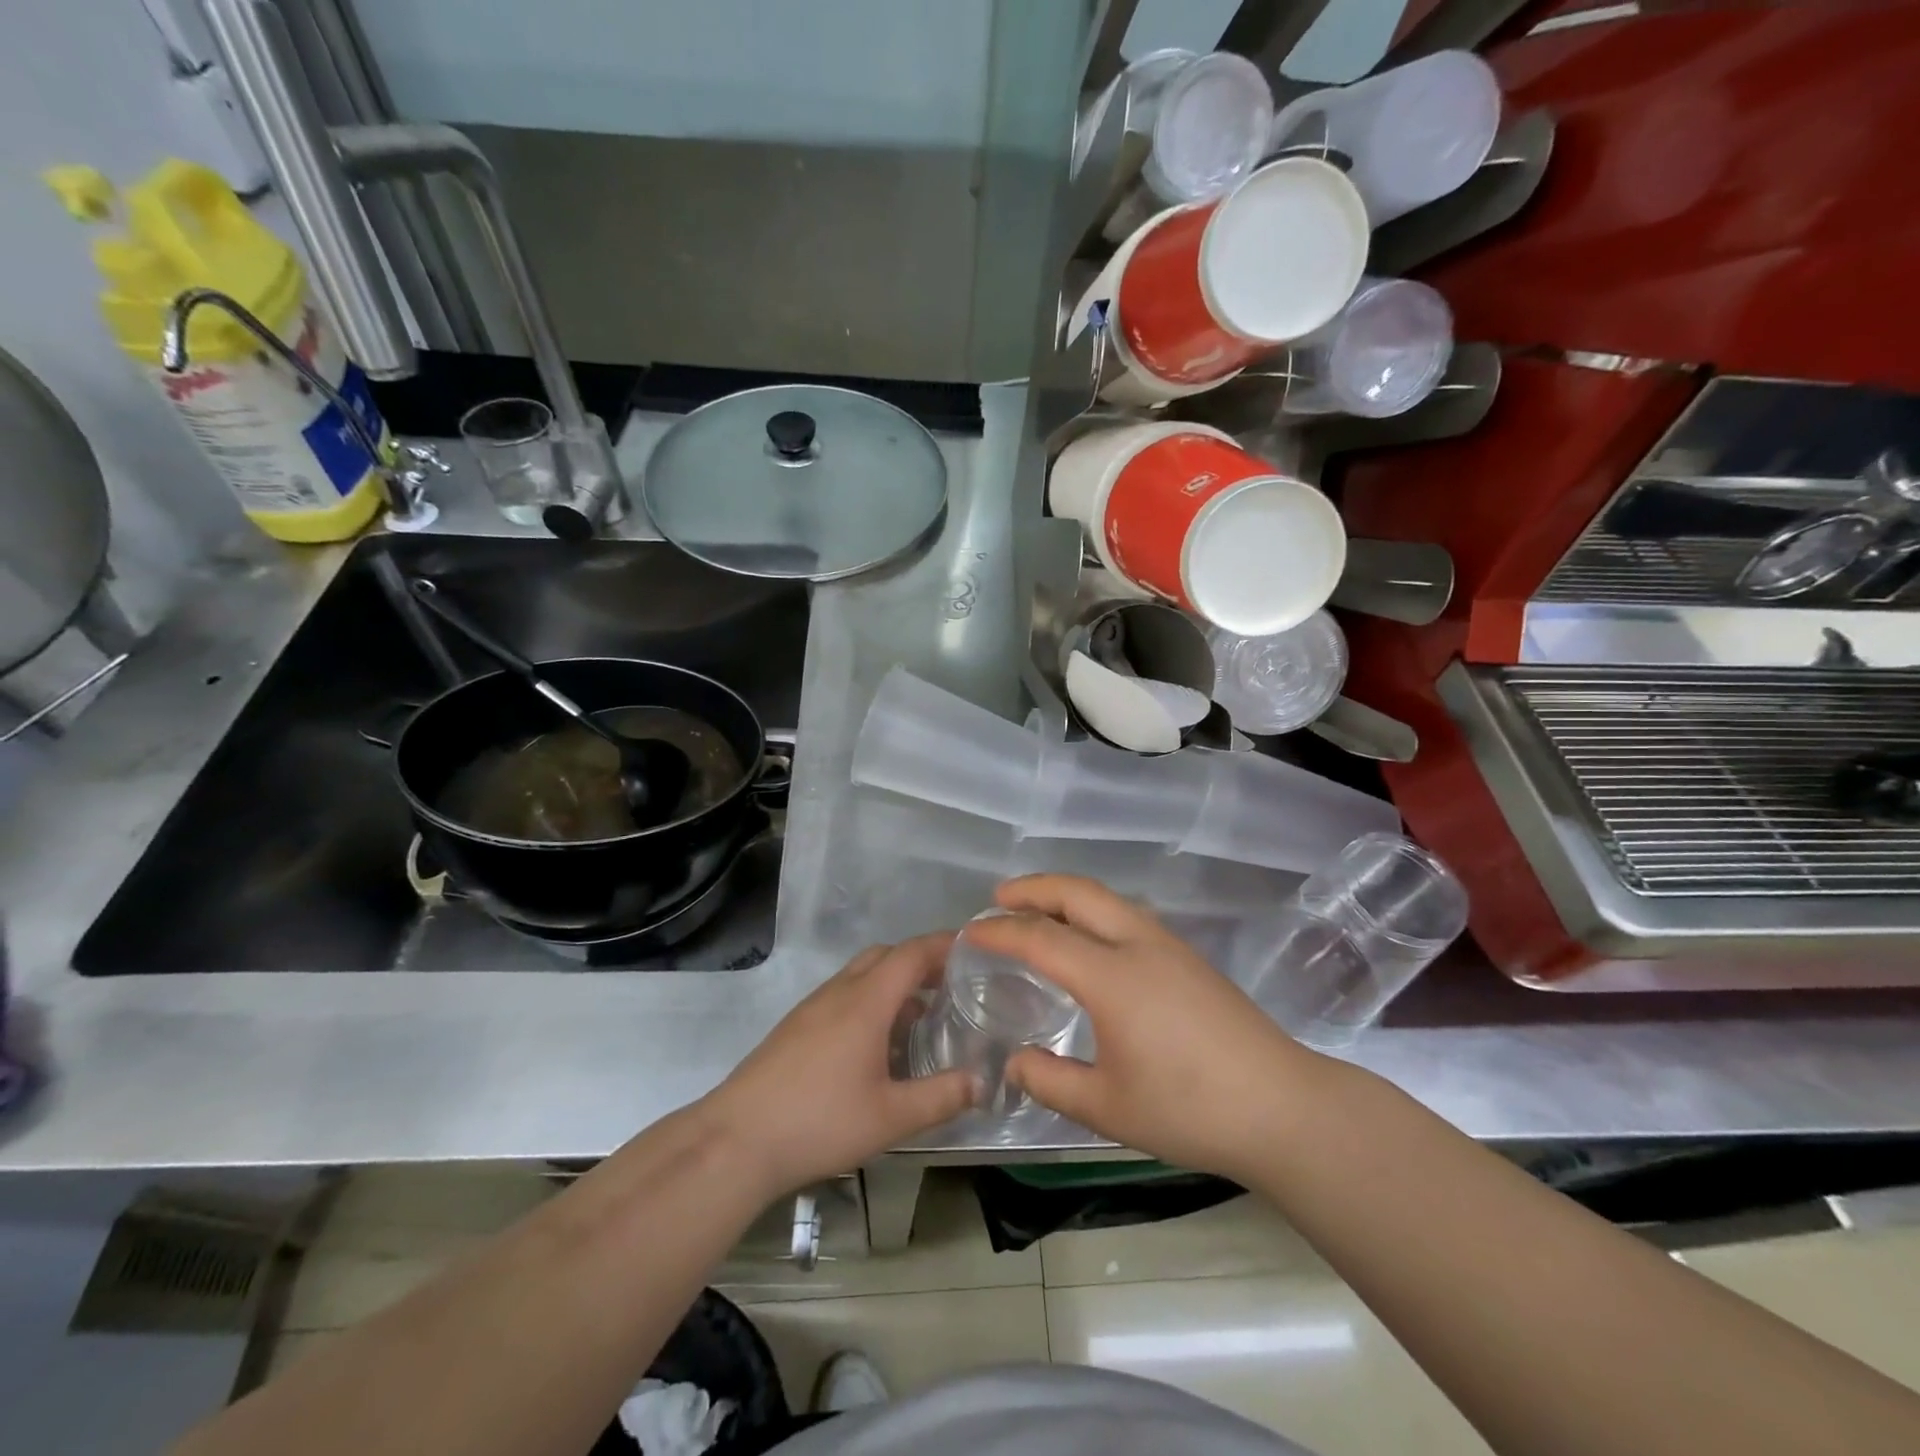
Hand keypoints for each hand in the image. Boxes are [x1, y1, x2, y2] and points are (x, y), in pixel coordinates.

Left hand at [699, 935, 975, 1200]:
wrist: (737, 1140)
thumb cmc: (819, 1122)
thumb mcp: (891, 1117)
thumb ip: (941, 1097)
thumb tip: (982, 1082)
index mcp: (866, 1001)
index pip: (912, 953)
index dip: (945, 944)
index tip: (975, 947)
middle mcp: (839, 991)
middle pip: (886, 955)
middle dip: (920, 961)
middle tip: (951, 986)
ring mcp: (813, 1007)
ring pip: (861, 975)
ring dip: (893, 982)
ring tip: (920, 1016)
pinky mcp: (796, 1026)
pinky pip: (843, 995)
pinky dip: (870, 1001)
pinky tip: (877, 1044)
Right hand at [969, 876, 1329, 1184]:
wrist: (1282, 1107)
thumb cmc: (1188, 1109)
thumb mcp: (1106, 1107)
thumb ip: (1049, 1081)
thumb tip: (1013, 1061)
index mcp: (1111, 976)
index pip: (1041, 937)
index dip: (1000, 931)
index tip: (971, 933)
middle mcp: (1138, 944)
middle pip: (1078, 893)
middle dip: (1033, 887)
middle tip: (998, 898)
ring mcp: (1168, 945)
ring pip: (1107, 898)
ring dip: (1066, 894)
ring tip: (1038, 911)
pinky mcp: (1189, 957)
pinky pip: (1127, 914)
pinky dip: (1093, 910)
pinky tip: (1088, 940)